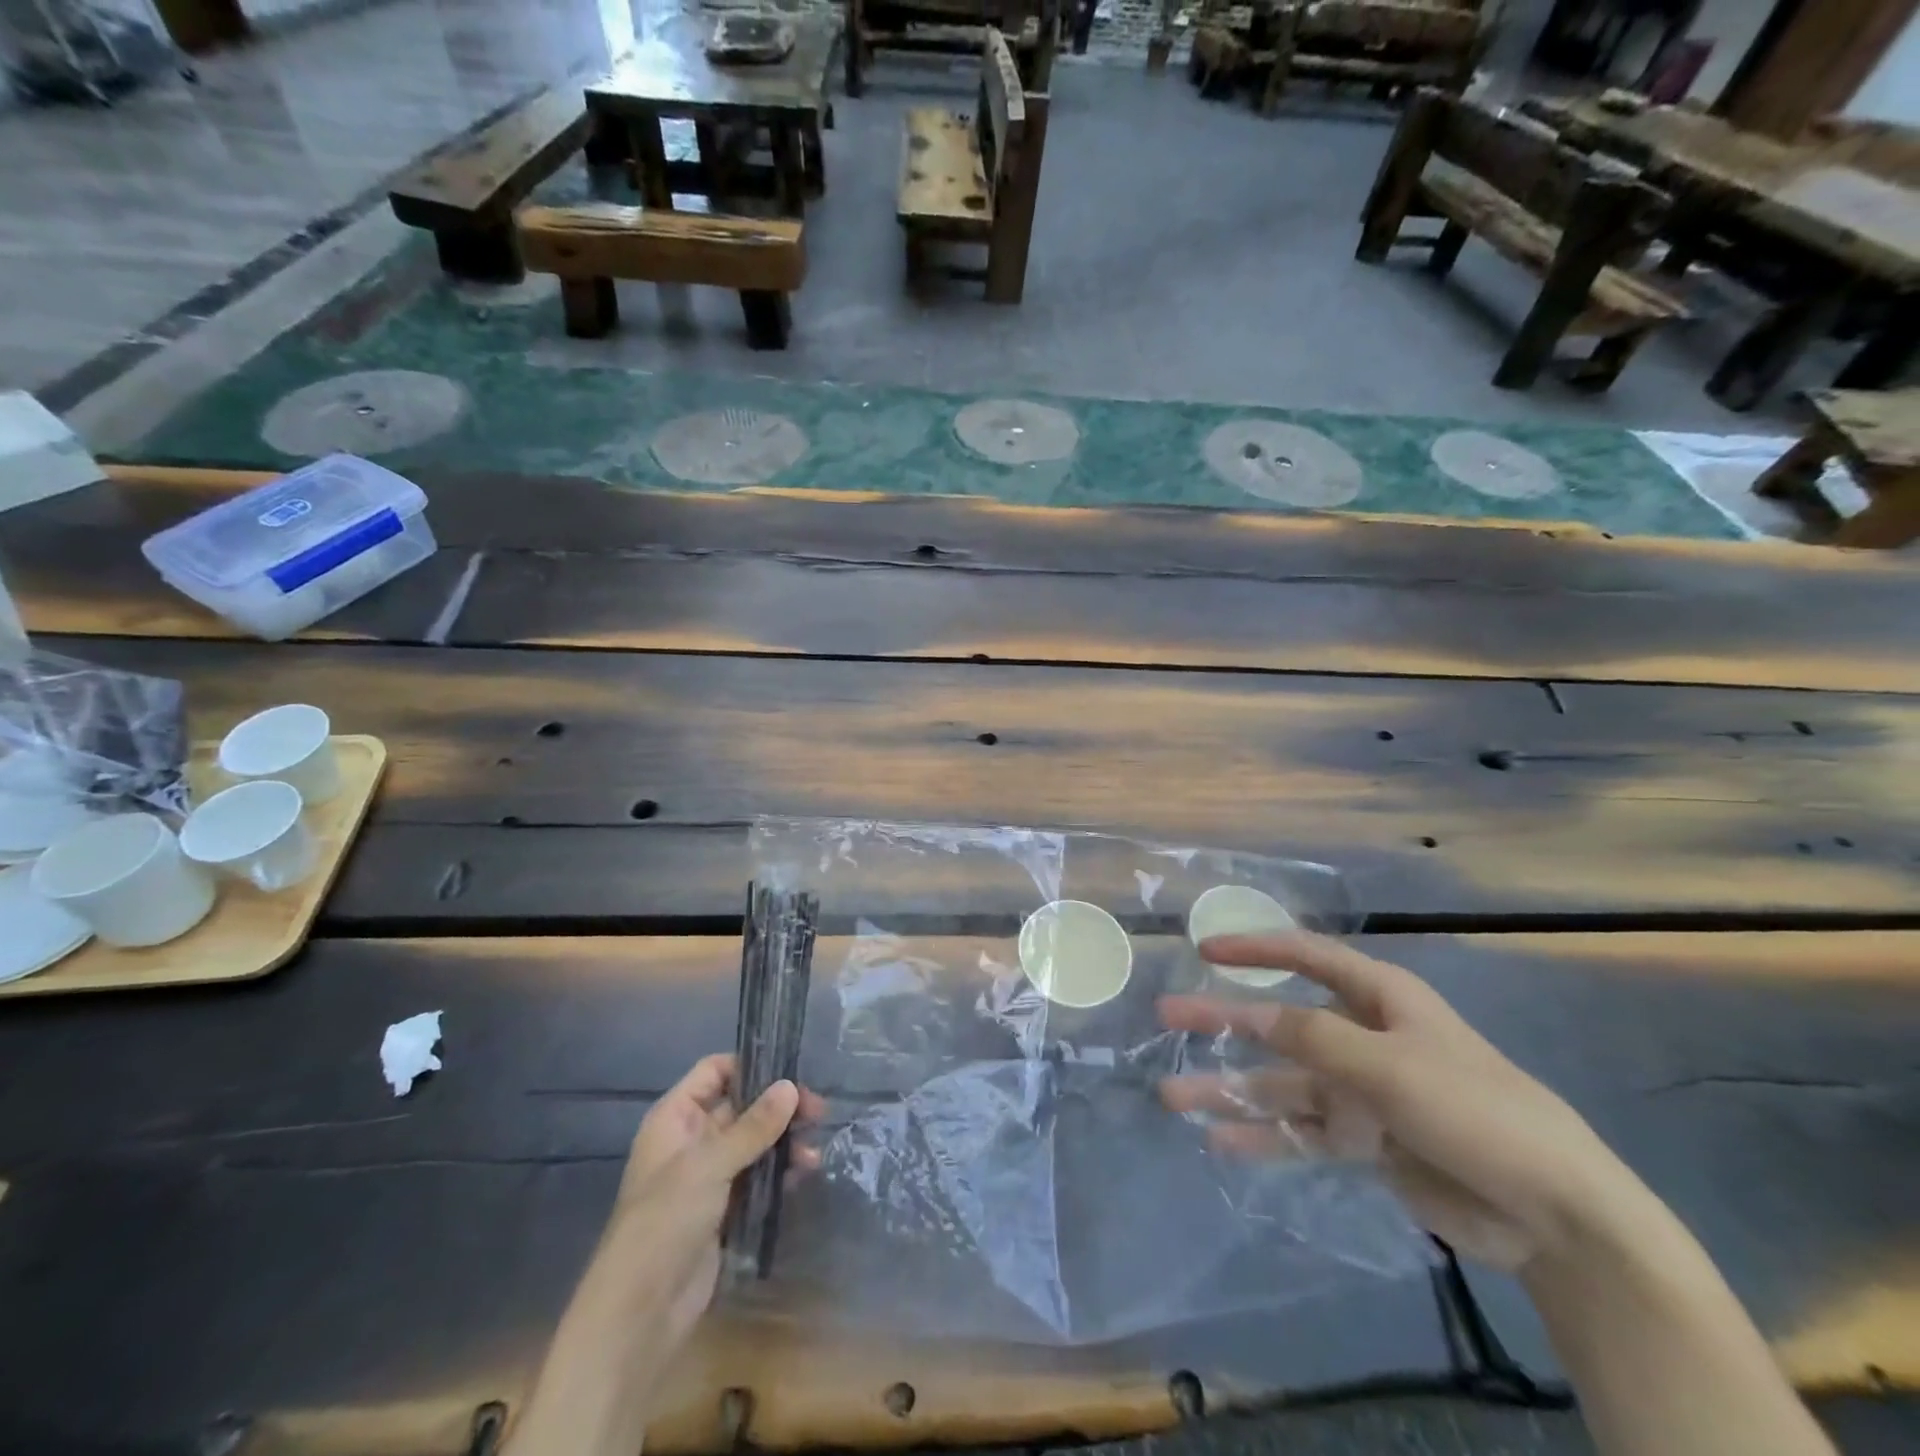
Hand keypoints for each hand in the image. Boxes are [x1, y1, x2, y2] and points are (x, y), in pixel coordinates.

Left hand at [602, 1054, 823, 1345]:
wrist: (639, 1315)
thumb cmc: (664, 1222)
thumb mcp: (709, 1166)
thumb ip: (753, 1126)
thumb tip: (790, 1086)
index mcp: (675, 1118)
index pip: (714, 1072)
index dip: (750, 1066)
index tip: (790, 1070)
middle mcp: (692, 1140)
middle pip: (741, 1105)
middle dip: (778, 1106)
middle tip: (817, 1111)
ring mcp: (708, 1176)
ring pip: (753, 1142)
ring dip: (784, 1140)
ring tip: (814, 1151)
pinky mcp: (724, 1209)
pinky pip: (757, 1176)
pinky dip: (780, 1170)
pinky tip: (805, 1172)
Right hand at [1159, 933, 1637, 1271]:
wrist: (1554, 1215)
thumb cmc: (1475, 1110)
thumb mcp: (1390, 1065)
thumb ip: (1315, 1040)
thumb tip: (1255, 1016)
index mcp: (1379, 999)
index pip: (1307, 956)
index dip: (1256, 948)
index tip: (1205, 949)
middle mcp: (1363, 1037)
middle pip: (1279, 1022)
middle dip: (1223, 1020)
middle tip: (1166, 1016)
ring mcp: (1362, 1091)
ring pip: (1281, 1082)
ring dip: (1230, 1088)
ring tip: (1173, 1096)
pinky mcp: (1365, 1142)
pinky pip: (1301, 1133)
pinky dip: (1264, 1136)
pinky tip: (1220, 1141)